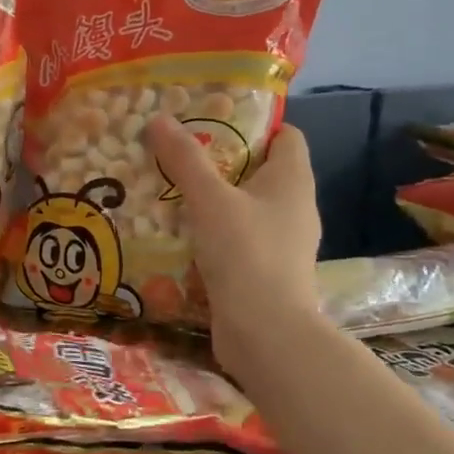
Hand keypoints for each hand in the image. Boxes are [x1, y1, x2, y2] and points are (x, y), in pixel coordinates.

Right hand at [142, 116, 321, 372]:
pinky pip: (238, 238)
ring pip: (246, 206)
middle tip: (179, 152)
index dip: (254, 124)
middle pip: (260, 170)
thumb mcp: (210, 200)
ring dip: (214, 198)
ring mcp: (283, 242)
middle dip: (221, 159)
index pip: (286, 135)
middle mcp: (295, 207)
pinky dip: (214, 232)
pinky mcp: (265, 271)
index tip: (212, 120)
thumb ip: (185, 159)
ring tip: (171, 189)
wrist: (266, 334)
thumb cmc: (246, 254)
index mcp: (293, 180)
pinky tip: (180, 233)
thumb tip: (159, 118)